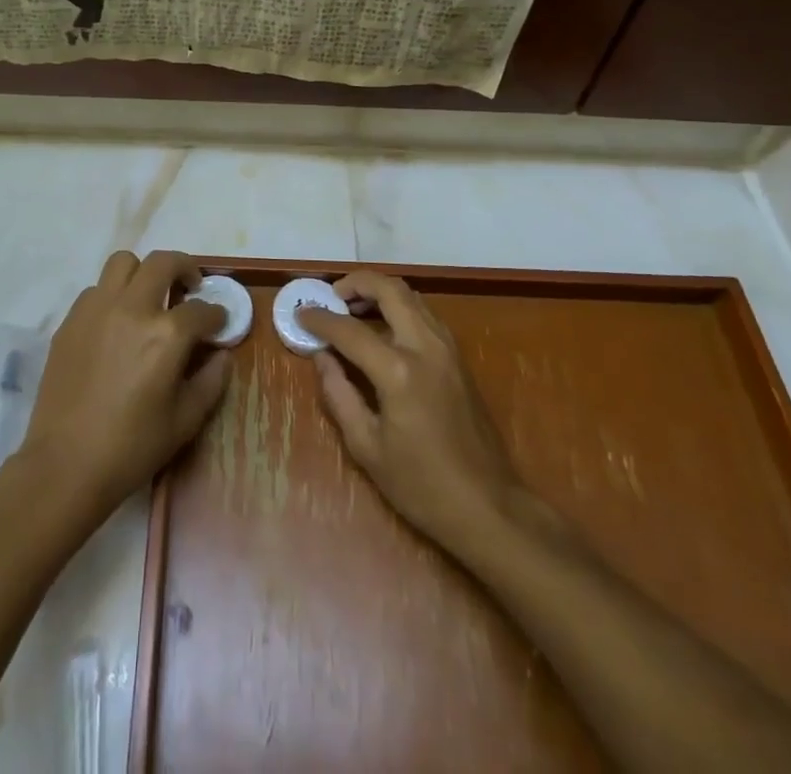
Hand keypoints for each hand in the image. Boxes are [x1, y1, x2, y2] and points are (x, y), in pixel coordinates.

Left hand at [20, 250, 230, 520]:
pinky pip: (96, 289)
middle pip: (163, 262)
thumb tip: (222, 354)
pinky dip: (113, 295)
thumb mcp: (185, 421)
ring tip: (150, 296)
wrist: (65, 465)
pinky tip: (117, 322)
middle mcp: (132, 308)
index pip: (201, 309)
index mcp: (166, 334)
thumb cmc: (132, 447)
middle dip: (185, 268)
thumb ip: (211, 381)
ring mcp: (97, 309)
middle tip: (190, 287)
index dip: (216, 315)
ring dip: (144, 272)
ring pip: (123, 263)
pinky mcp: (71, 320)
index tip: (219, 322)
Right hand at [298, 271, 532, 553]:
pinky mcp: (459, 358)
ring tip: (352, 308)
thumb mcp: (367, 447)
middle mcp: (426, 347)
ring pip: (411, 296)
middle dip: (356, 283)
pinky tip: (382, 328)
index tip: (300, 313)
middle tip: (331, 297)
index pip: (349, 330)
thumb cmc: (422, 485)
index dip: (320, 319)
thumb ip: (339, 395)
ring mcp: (448, 349)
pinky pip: (425, 314)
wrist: (490, 507)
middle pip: (390, 289)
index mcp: (398, 371)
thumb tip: (322, 357)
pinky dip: (399, 307)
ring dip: (380, 291)